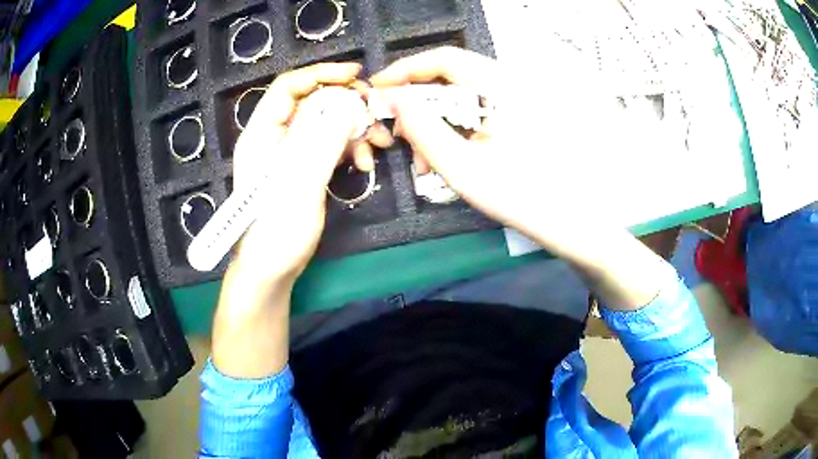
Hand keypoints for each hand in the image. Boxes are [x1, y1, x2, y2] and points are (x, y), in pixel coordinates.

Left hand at [213, 63, 389, 377]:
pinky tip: (364, 162)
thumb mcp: (300, 182)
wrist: (273, 270)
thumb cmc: (277, 231)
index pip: (289, 87)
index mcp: (263, 133)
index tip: (355, 75)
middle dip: (348, 107)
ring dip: (355, 130)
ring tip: (379, 145)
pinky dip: (350, 148)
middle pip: (314, 103)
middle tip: (377, 115)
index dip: (321, 74)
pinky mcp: (305, 167)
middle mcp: (276, 137)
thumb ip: (323, 139)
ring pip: (327, 124)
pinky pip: (331, 145)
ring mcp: (291, 153)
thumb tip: (348, 102)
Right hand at [371, 47, 665, 309]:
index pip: (443, 59)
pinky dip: (452, 132)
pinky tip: (444, 160)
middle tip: (398, 136)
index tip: (377, 90)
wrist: (569, 222)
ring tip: (423, 162)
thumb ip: (422, 128)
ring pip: (458, 99)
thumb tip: (392, 99)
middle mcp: (507, 85)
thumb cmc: (520, 197)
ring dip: (433, 124)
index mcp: (500, 87)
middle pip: (449, 78)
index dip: (405, 70)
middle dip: (417, 105)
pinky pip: (472, 114)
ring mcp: (513, 102)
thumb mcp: (462, 166)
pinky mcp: (514, 119)